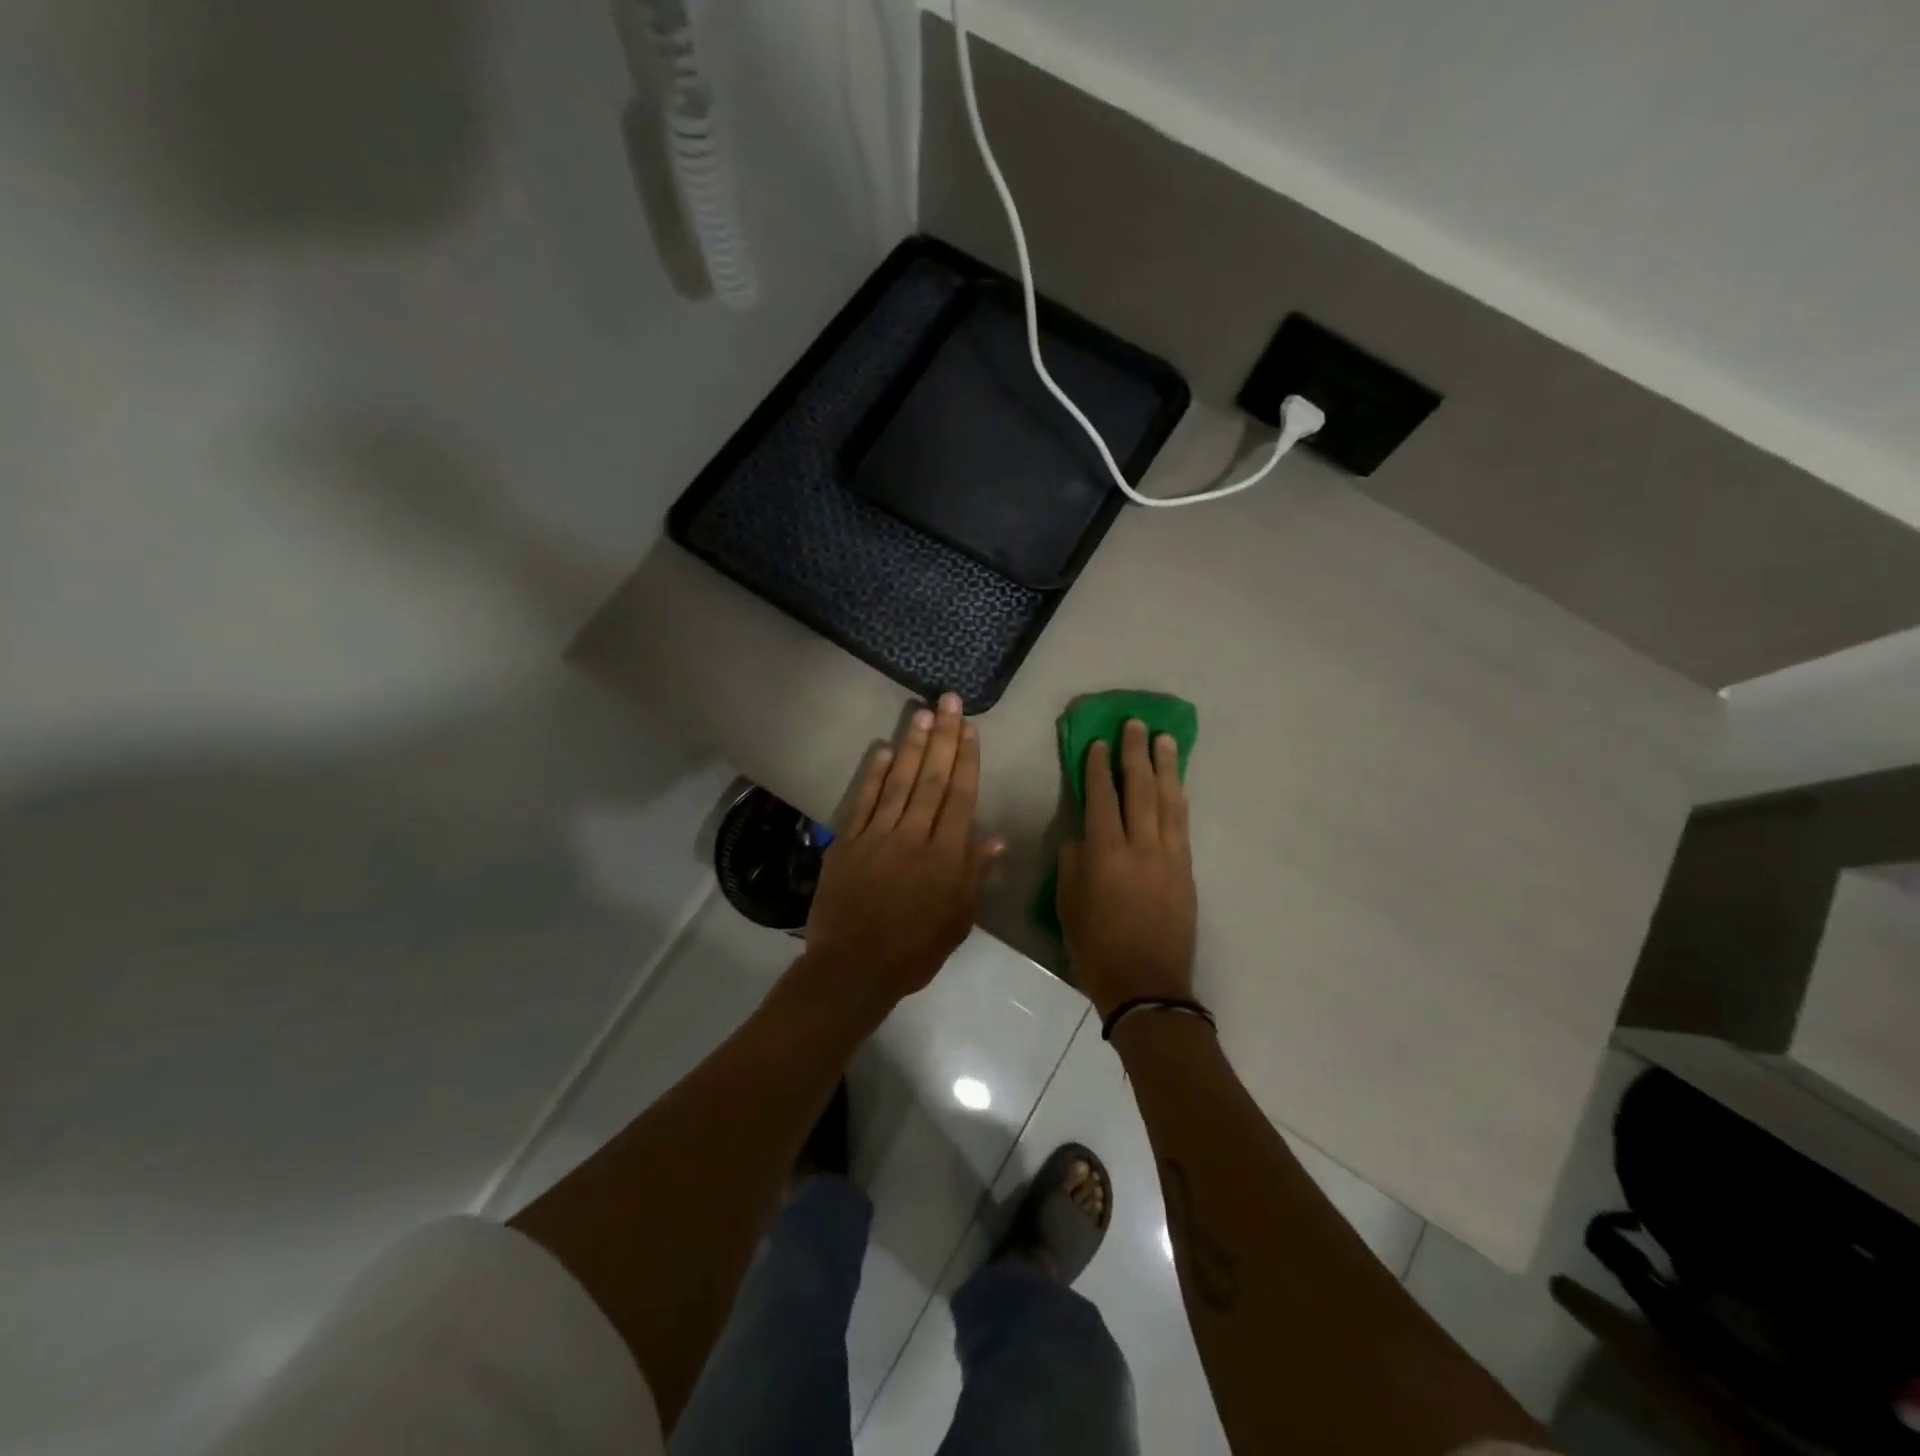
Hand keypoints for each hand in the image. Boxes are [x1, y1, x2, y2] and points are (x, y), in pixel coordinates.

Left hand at [803, 694, 1003, 1015]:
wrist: (853, 967)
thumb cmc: (914, 950)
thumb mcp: (958, 920)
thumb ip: (975, 875)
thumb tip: (996, 837)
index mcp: (945, 856)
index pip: (960, 797)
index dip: (966, 760)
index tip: (970, 729)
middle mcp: (913, 836)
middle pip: (932, 779)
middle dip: (943, 737)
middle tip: (949, 701)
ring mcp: (877, 836)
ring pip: (900, 782)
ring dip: (912, 745)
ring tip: (922, 712)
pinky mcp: (848, 842)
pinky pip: (864, 801)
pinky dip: (874, 774)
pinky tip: (884, 749)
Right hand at [1057, 719, 1197, 1017]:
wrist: (1147, 985)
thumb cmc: (1096, 947)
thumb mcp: (1067, 904)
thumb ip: (1073, 863)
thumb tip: (1083, 839)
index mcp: (1105, 854)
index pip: (1101, 798)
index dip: (1098, 768)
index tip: (1098, 742)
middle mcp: (1140, 847)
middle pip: (1139, 790)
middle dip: (1135, 754)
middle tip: (1136, 725)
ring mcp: (1169, 857)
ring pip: (1168, 802)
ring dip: (1165, 768)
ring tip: (1164, 740)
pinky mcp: (1186, 871)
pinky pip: (1182, 825)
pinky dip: (1179, 799)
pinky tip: (1178, 784)